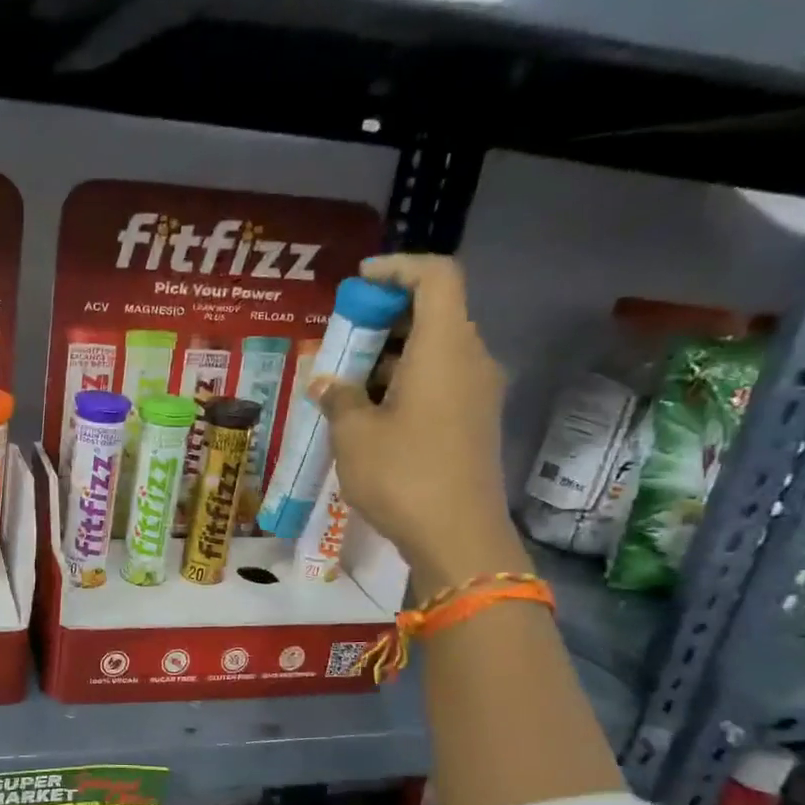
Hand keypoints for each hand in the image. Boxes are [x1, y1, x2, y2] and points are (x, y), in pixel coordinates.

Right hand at [309, 254, 518, 595]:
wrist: (458, 536)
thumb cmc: (402, 475)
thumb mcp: (354, 434)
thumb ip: (338, 397)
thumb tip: (326, 382)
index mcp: (445, 348)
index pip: (436, 277)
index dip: (398, 268)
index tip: (359, 284)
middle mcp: (471, 360)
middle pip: (435, 313)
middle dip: (384, 317)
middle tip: (341, 338)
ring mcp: (478, 392)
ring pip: (435, 350)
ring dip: (390, 354)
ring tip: (345, 378)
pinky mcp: (475, 421)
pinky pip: (440, 381)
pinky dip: (405, 380)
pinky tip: (369, 411)